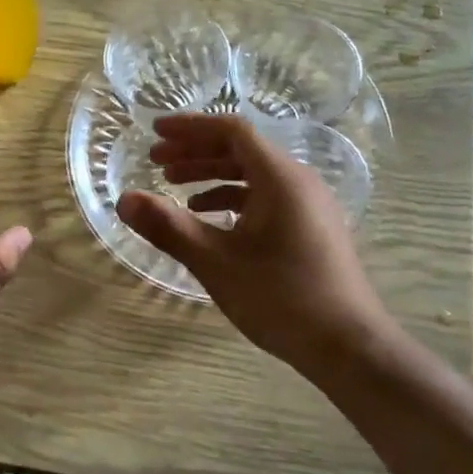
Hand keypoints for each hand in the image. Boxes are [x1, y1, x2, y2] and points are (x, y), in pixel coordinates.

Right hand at [118, 114, 396, 378]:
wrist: (348, 346)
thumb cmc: (281, 298)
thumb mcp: (216, 262)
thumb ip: (168, 227)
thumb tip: (124, 199)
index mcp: (281, 178)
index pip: (232, 130)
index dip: (190, 127)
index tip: (154, 131)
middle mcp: (300, 182)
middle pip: (242, 150)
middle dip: (196, 152)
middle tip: (156, 162)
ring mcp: (310, 206)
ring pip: (254, 176)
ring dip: (212, 176)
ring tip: (174, 189)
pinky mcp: (312, 229)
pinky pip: (267, 199)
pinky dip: (233, 200)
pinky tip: (210, 220)